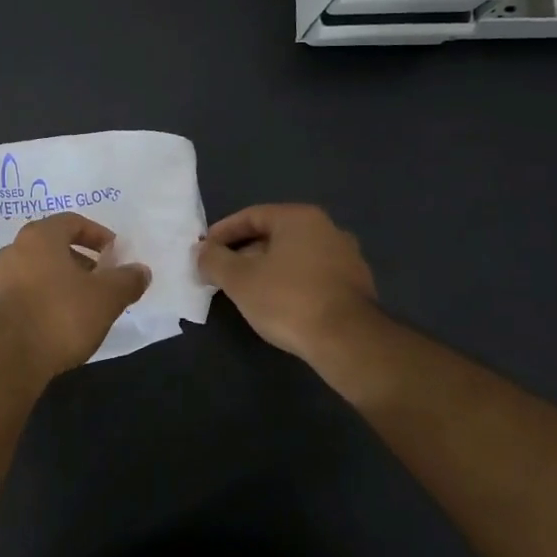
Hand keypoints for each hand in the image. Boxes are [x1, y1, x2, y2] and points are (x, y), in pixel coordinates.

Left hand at [0, 214, 150, 383]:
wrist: (7, 360)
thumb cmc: (60, 316)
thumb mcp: (106, 298)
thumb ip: (127, 280)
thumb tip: (141, 271)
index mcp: (39, 236)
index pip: (72, 221)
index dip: (97, 234)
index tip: (115, 254)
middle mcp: (14, 250)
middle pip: (53, 246)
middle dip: (81, 260)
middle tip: (102, 280)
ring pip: (37, 270)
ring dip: (61, 281)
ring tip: (83, 305)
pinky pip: (24, 293)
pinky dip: (44, 299)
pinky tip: (58, 324)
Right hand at [196, 205, 384, 373]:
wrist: (348, 341)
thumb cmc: (288, 300)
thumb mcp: (239, 279)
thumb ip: (213, 260)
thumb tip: (201, 251)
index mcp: (299, 218)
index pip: (251, 216)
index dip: (222, 232)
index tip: (204, 251)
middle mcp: (327, 229)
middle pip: (273, 235)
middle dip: (243, 252)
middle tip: (221, 273)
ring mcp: (346, 258)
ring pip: (293, 256)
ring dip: (266, 269)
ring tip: (245, 291)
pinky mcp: (356, 286)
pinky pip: (311, 275)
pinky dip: (289, 283)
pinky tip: (277, 304)